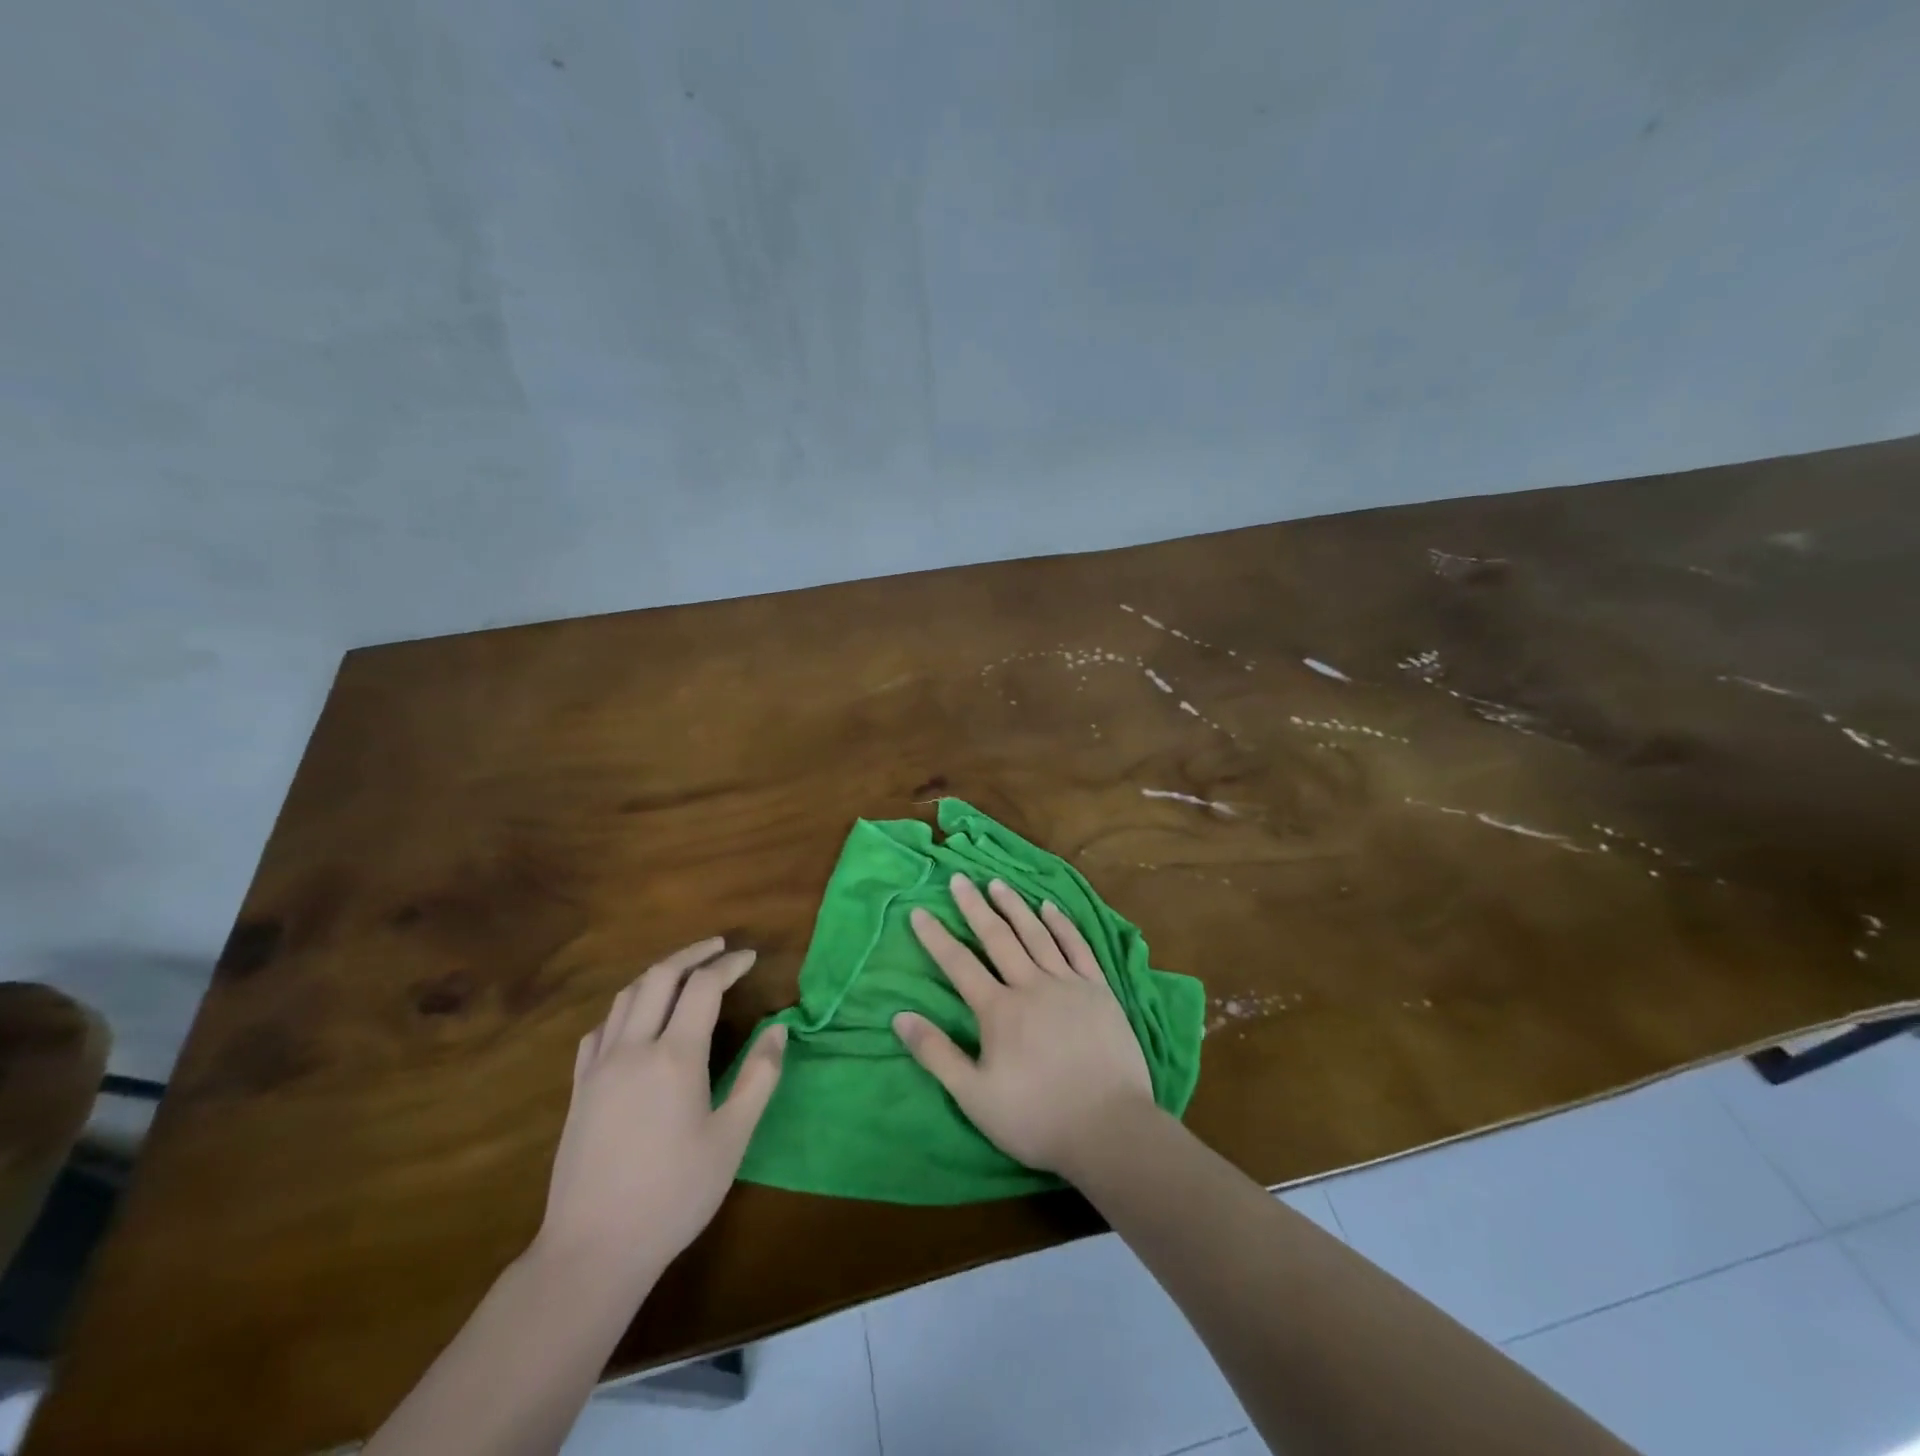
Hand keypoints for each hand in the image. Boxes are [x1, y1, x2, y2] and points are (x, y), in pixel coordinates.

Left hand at [536, 938, 785, 1290]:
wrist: (592, 1250)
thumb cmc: (673, 1195)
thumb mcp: (731, 1139)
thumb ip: (759, 1077)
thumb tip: (779, 1028)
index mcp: (675, 1057)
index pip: (703, 987)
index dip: (728, 964)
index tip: (749, 957)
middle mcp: (633, 1049)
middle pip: (659, 977)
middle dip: (692, 954)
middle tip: (718, 947)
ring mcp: (599, 1067)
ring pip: (626, 997)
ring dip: (657, 974)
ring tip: (683, 973)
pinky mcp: (578, 1089)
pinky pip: (600, 1029)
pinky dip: (625, 1009)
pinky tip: (635, 1021)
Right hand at [894, 875, 1155, 1181]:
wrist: (1110, 1129)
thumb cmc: (1036, 1117)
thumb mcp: (974, 1096)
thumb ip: (936, 1054)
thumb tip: (899, 1016)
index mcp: (999, 1010)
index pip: (959, 964)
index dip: (936, 937)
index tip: (918, 910)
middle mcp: (1031, 985)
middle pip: (997, 938)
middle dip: (974, 907)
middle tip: (959, 878)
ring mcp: (1068, 984)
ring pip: (1036, 934)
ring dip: (1014, 906)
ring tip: (997, 883)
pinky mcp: (1099, 990)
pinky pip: (1077, 947)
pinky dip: (1062, 925)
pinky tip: (1050, 907)